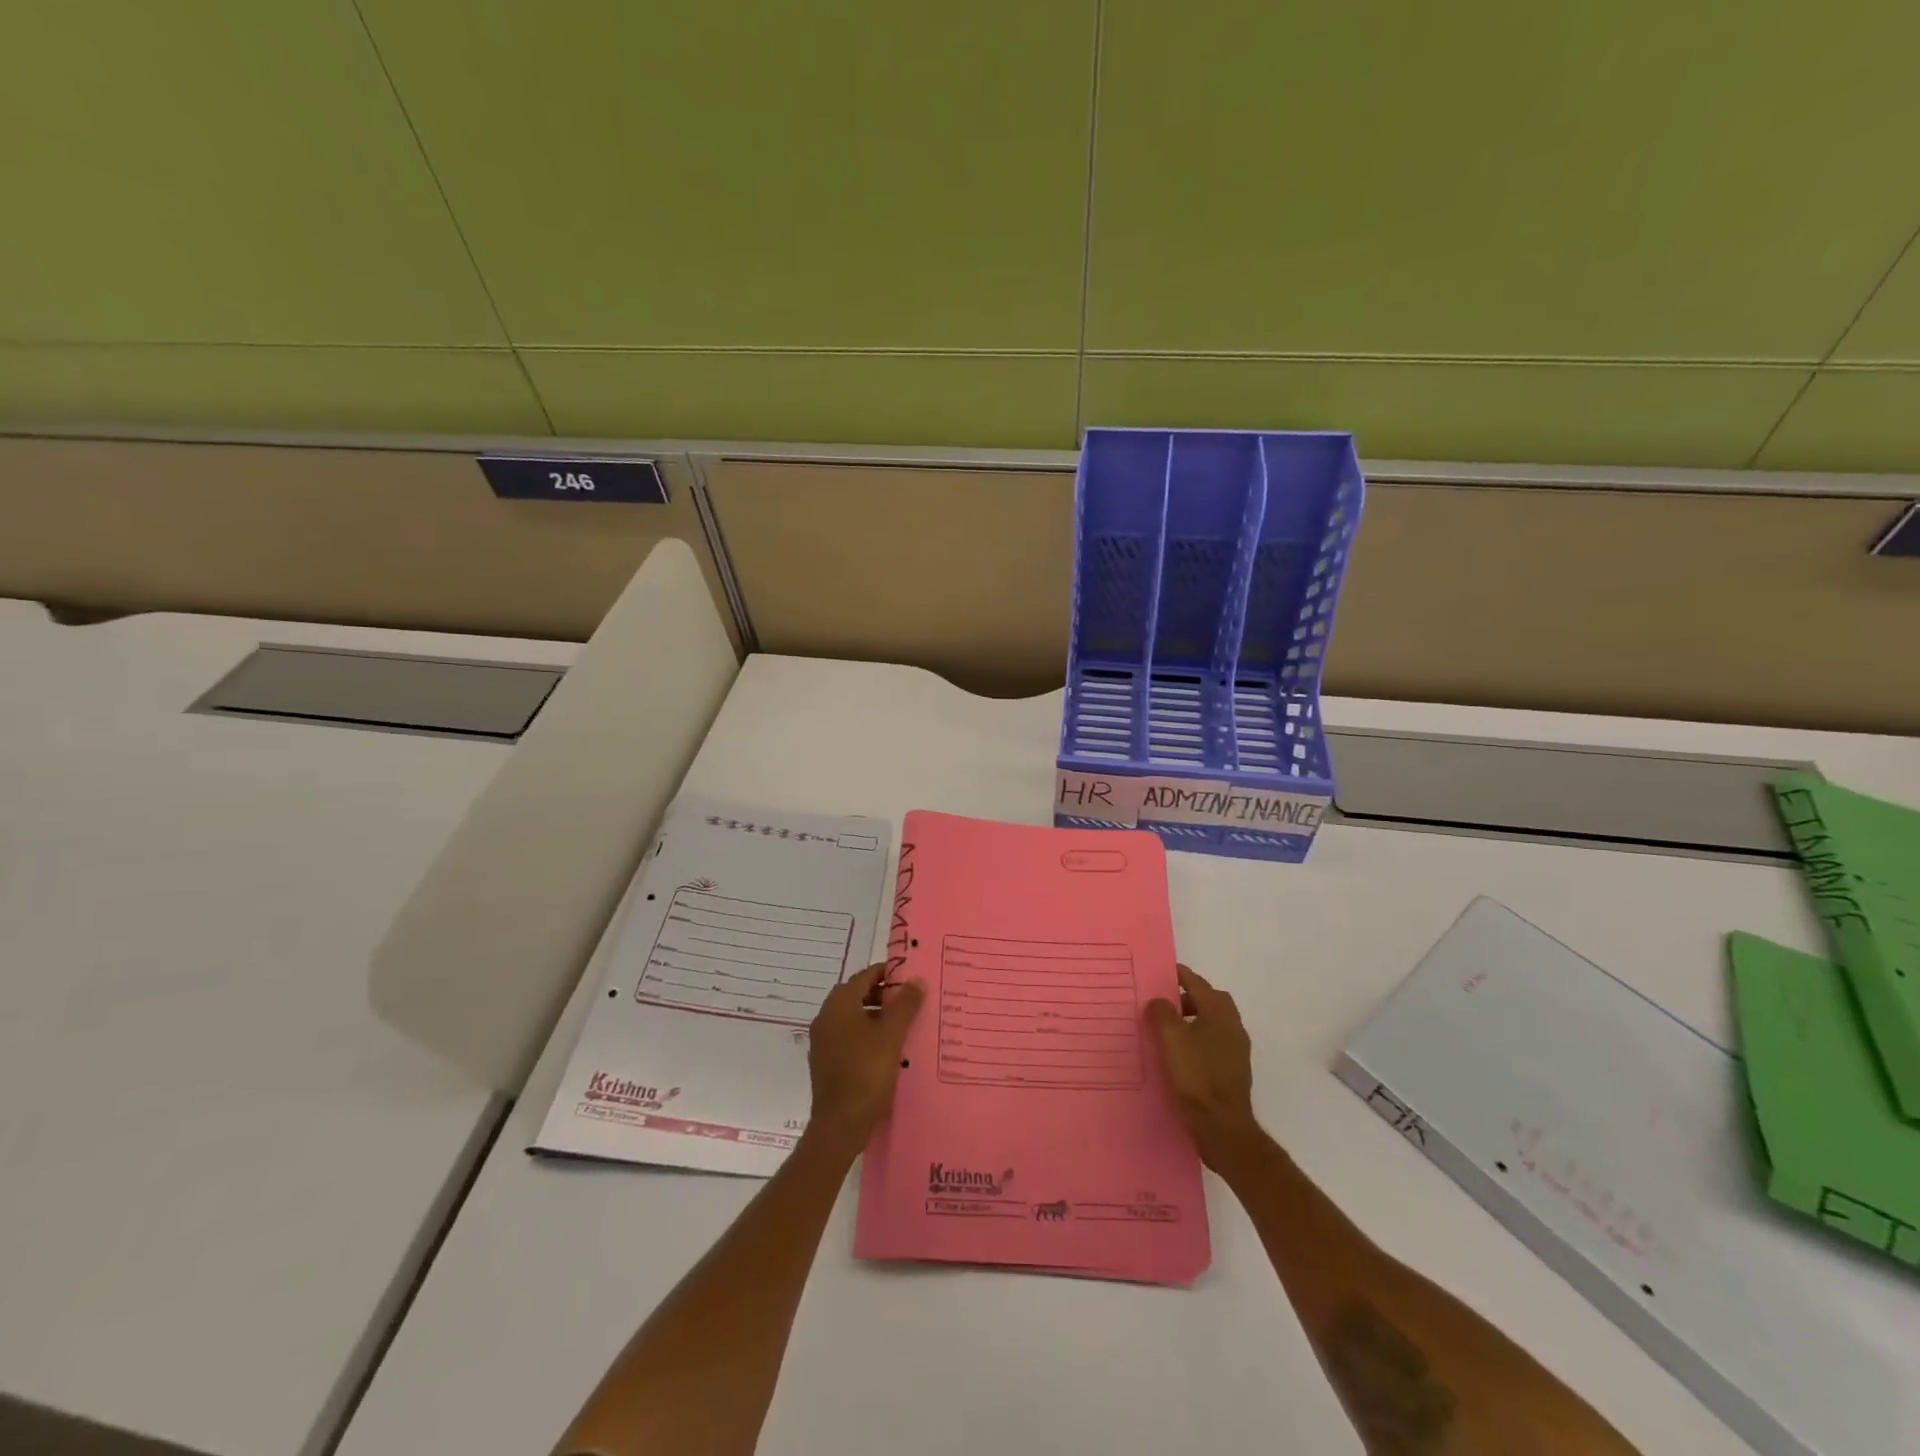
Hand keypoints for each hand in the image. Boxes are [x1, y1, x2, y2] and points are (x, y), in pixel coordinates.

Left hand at [805, 963, 924, 1152]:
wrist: (840, 1124)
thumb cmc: (867, 1072)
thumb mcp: (892, 1035)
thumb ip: (905, 1005)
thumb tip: (917, 979)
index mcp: (839, 1004)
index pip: (865, 976)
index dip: (888, 974)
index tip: (911, 979)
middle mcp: (826, 1017)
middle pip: (857, 994)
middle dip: (883, 995)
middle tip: (910, 1002)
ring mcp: (823, 1040)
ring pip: (852, 1017)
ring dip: (875, 1016)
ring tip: (903, 1026)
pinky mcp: (825, 1060)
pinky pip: (847, 1036)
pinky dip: (866, 1034)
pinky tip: (886, 1049)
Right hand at [1145, 964, 1263, 1171]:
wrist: (1222, 1127)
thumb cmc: (1196, 1076)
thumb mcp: (1171, 1039)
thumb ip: (1162, 1013)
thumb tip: (1159, 1001)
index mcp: (1219, 1013)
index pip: (1199, 983)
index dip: (1180, 975)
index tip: (1162, 972)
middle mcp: (1233, 1027)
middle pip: (1211, 1001)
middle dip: (1189, 997)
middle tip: (1165, 1004)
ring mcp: (1237, 1051)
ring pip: (1214, 1023)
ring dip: (1194, 1020)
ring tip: (1169, 1031)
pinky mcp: (1234, 1072)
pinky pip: (1215, 1043)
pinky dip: (1199, 1040)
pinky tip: (1181, 1055)